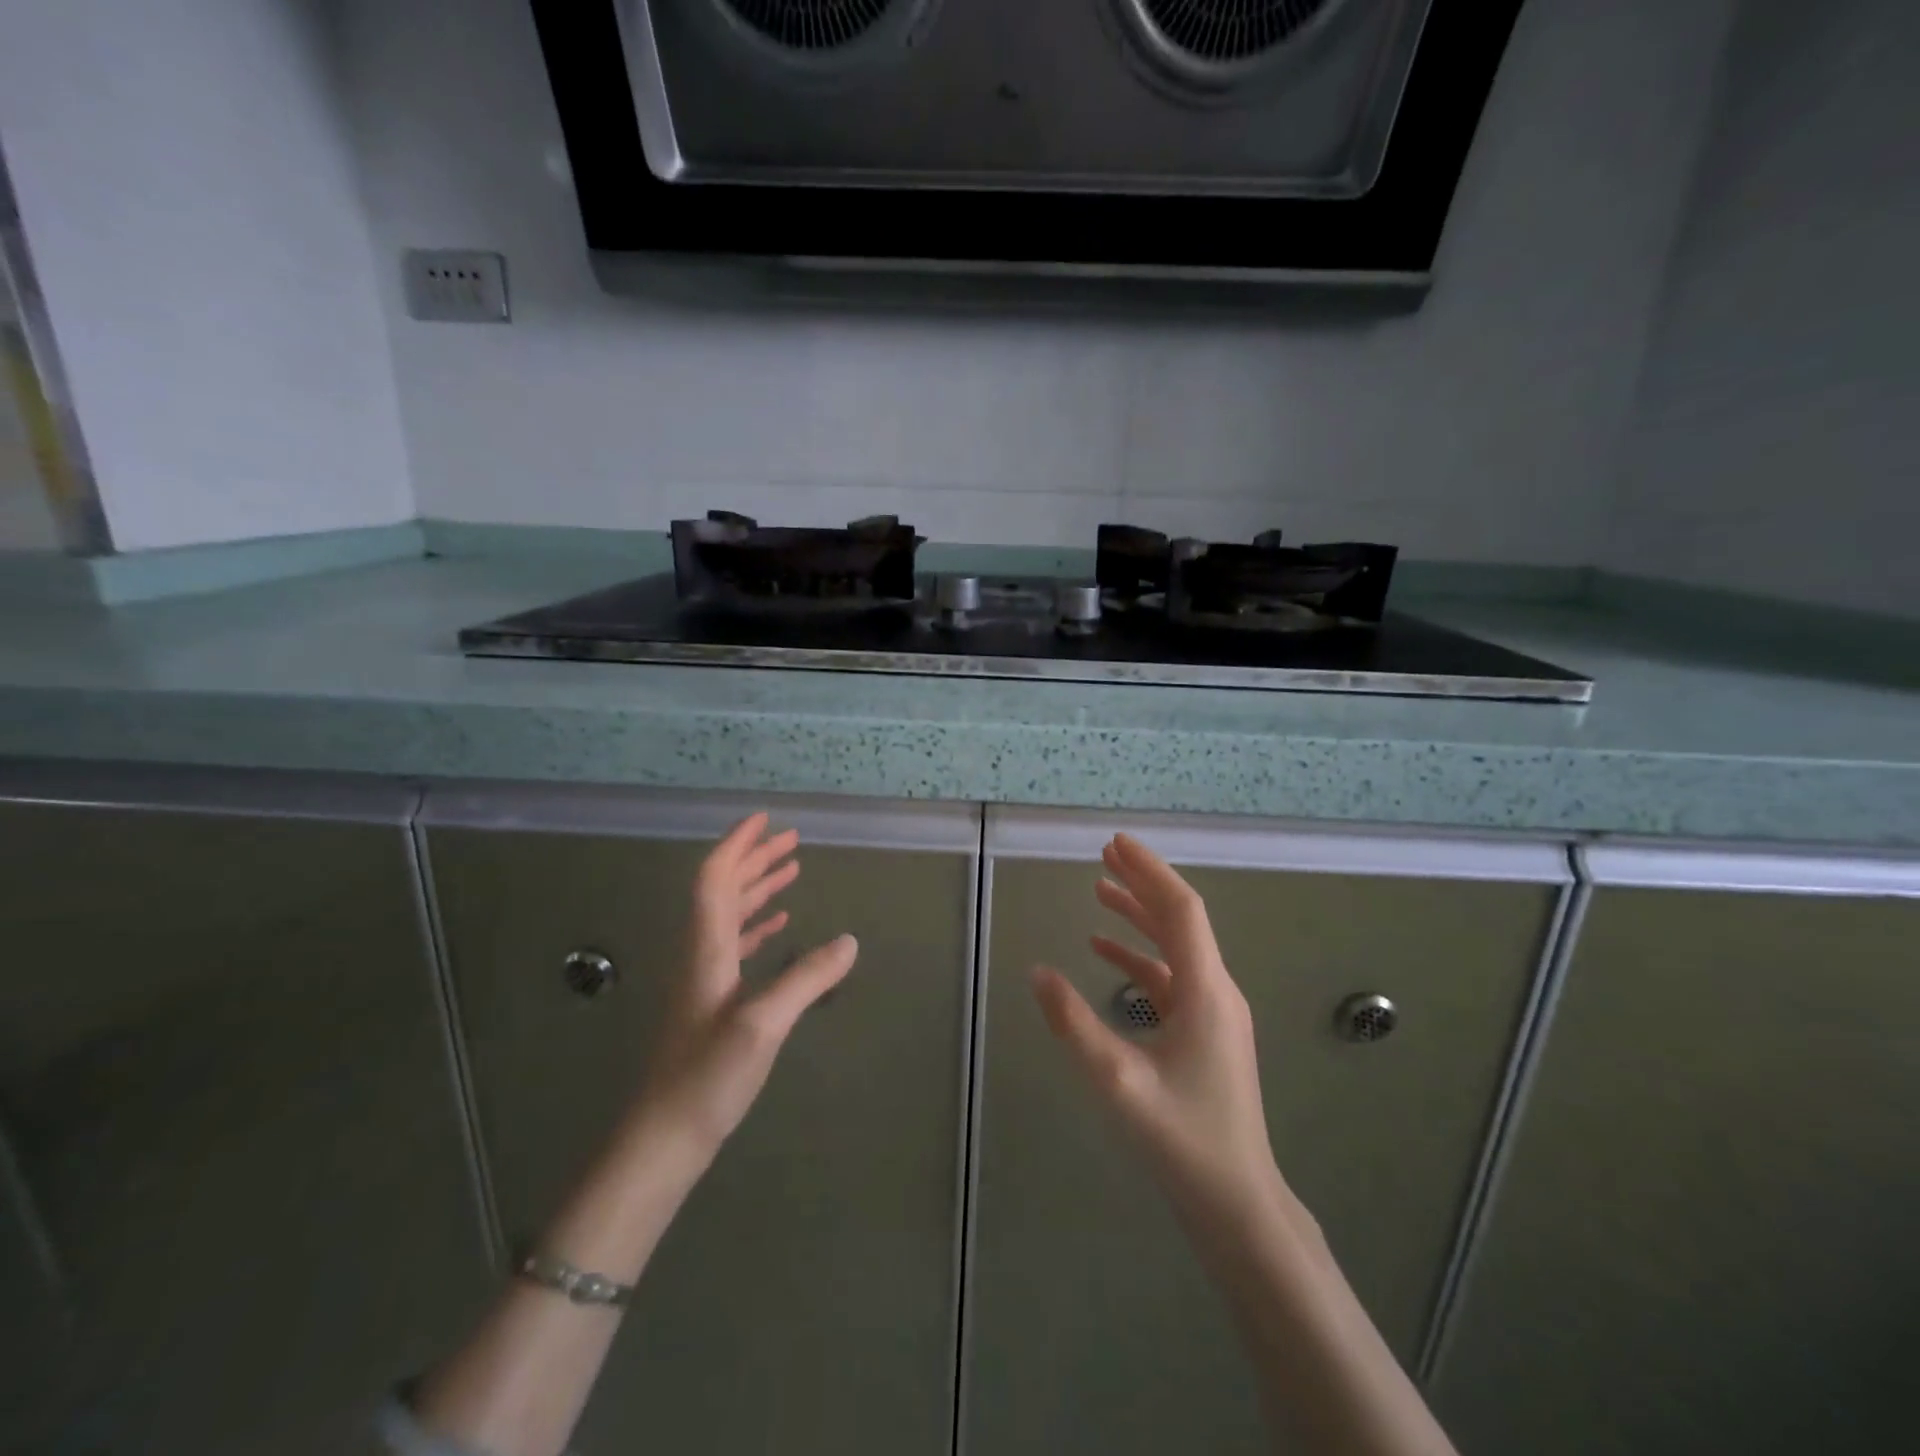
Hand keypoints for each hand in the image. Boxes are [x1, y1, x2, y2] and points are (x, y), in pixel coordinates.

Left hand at [632, 813, 857, 1155]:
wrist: (662, 1140)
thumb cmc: (706, 1078)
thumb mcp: (763, 1025)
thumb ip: (806, 979)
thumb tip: (849, 941)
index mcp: (706, 949)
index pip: (716, 879)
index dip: (738, 845)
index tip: (765, 820)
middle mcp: (702, 955)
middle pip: (723, 891)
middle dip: (754, 860)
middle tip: (790, 840)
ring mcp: (705, 981)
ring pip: (729, 917)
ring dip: (757, 889)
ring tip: (790, 871)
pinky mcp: (712, 1004)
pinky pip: (735, 946)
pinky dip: (757, 926)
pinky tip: (778, 927)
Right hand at [1031, 834, 1289, 1227]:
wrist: (1237, 1203)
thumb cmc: (1181, 1139)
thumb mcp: (1118, 1081)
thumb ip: (1075, 1024)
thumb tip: (1038, 973)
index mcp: (1206, 991)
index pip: (1180, 910)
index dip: (1149, 871)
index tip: (1115, 842)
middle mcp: (1216, 990)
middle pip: (1180, 919)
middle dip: (1143, 882)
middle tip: (1105, 853)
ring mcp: (1214, 1012)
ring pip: (1175, 946)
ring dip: (1140, 915)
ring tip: (1100, 889)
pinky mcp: (1205, 1032)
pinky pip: (1170, 978)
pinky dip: (1138, 957)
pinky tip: (1104, 952)